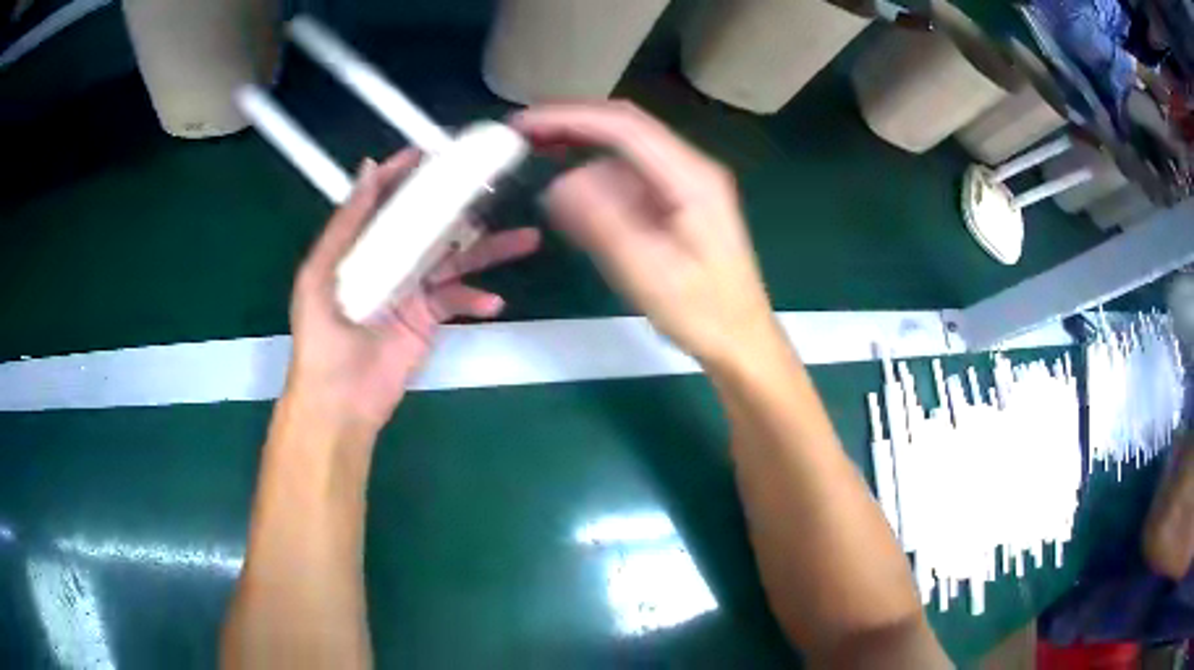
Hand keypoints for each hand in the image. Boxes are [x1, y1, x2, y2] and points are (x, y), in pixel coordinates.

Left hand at [286, 150, 541, 435]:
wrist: (340, 400)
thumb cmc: (322, 336)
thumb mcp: (321, 275)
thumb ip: (346, 223)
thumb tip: (369, 168)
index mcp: (360, 245)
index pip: (385, 199)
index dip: (407, 173)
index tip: (437, 150)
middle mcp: (388, 259)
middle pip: (429, 224)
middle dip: (463, 206)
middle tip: (499, 186)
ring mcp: (412, 289)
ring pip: (454, 259)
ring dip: (489, 250)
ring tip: (527, 239)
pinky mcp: (429, 319)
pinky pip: (459, 300)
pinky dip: (477, 299)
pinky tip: (494, 302)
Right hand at [513, 102, 775, 368]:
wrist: (742, 339)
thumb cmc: (703, 313)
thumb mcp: (648, 273)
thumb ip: (602, 223)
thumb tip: (557, 184)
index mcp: (692, 178)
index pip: (624, 126)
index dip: (569, 117)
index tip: (523, 124)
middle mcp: (691, 168)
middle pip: (625, 127)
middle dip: (572, 124)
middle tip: (522, 134)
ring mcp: (686, 183)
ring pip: (625, 149)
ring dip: (581, 147)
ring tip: (536, 156)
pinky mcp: (678, 201)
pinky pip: (630, 176)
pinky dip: (595, 175)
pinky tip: (571, 192)